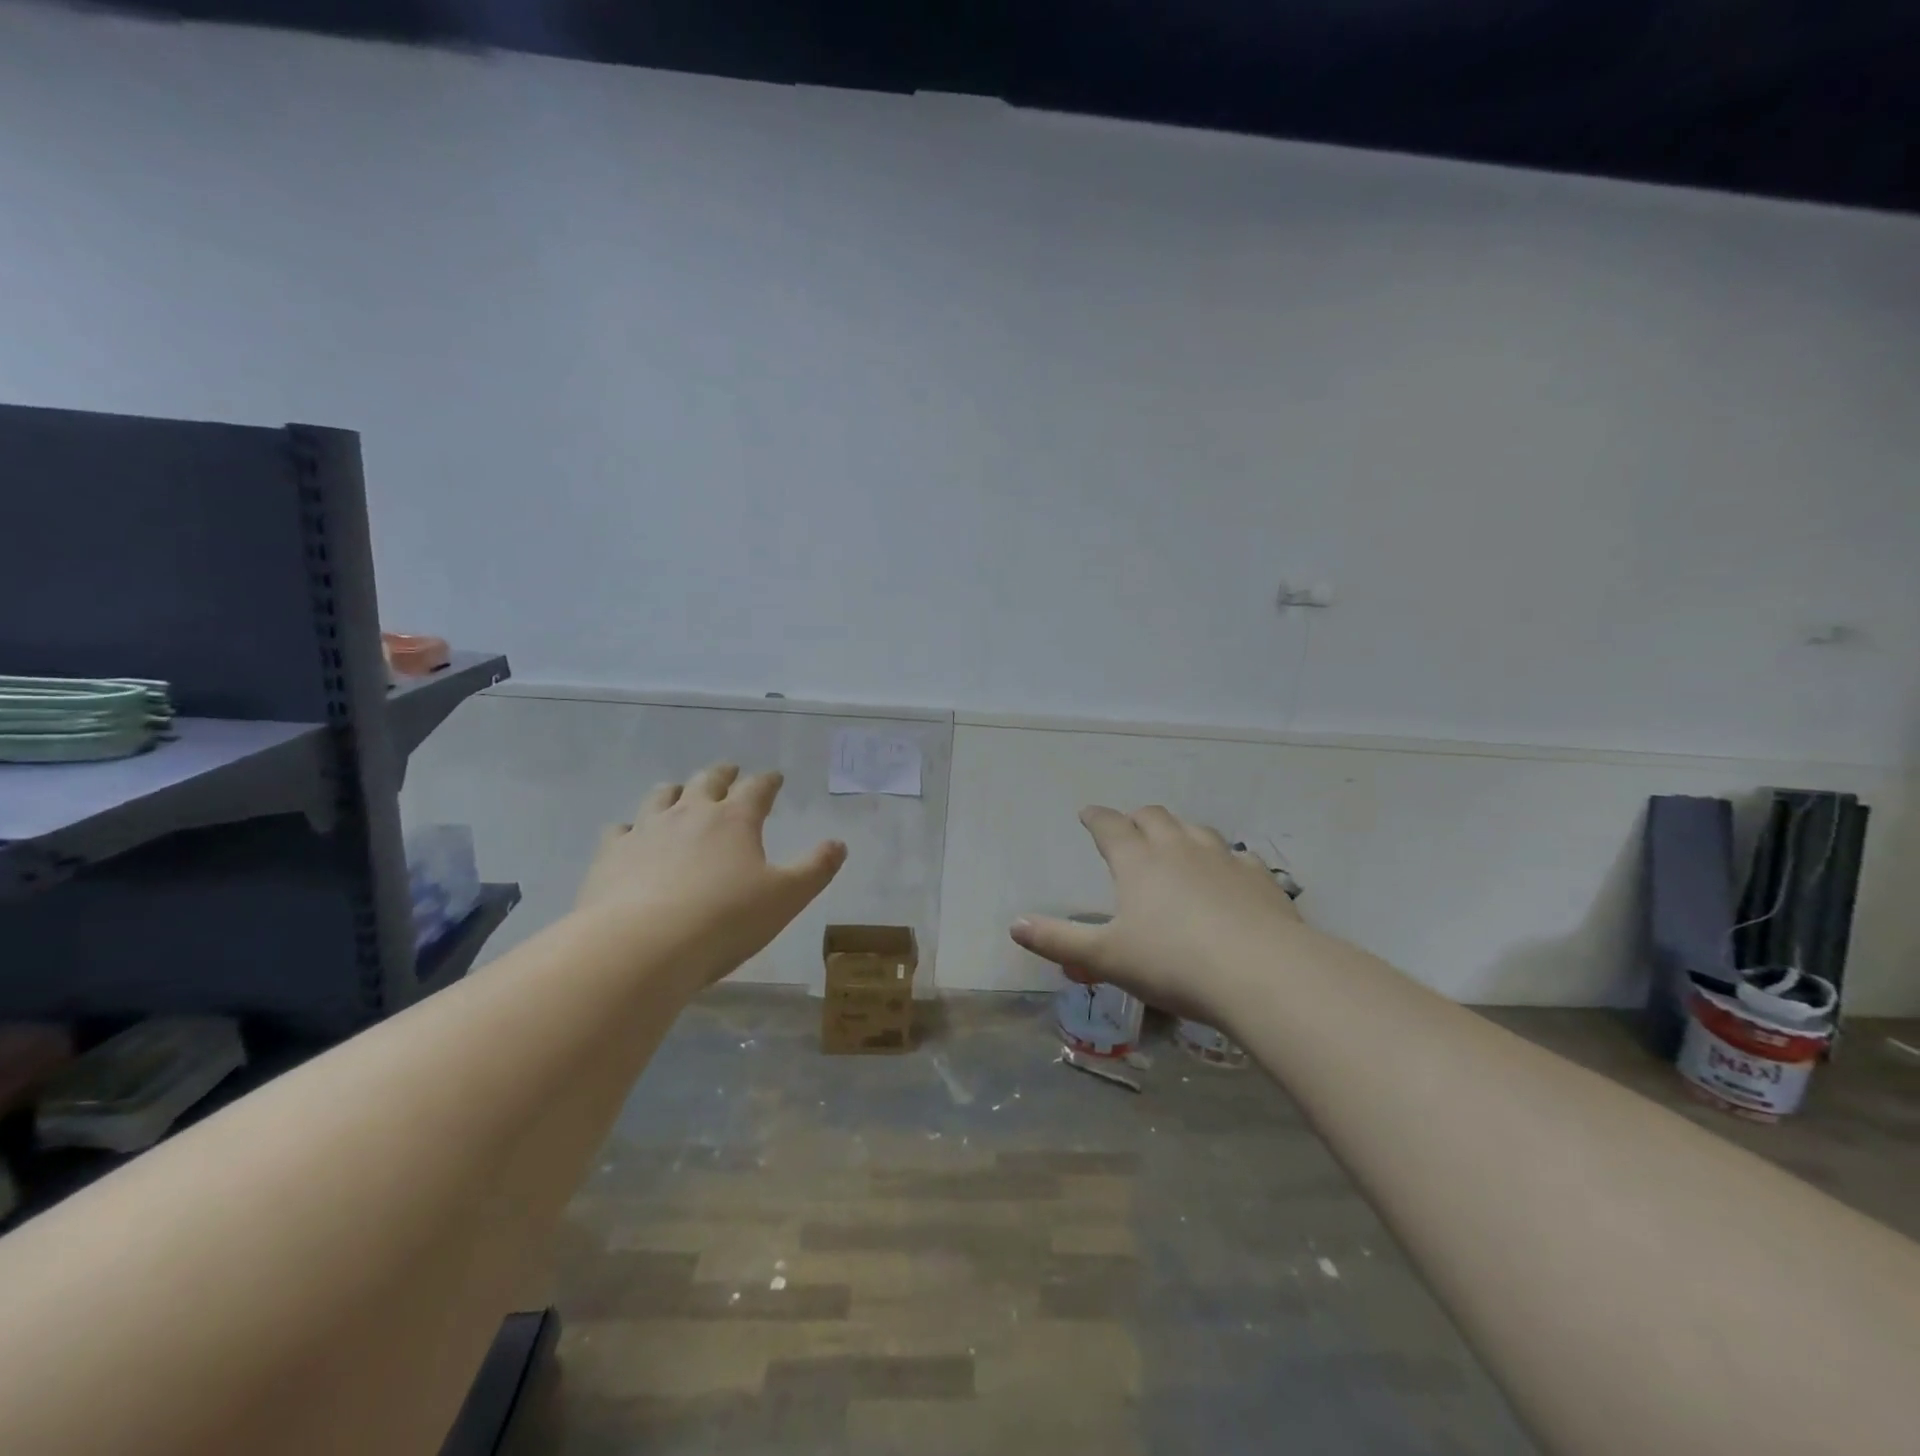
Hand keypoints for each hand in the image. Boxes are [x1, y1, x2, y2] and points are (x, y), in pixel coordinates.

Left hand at [575, 763, 846, 986]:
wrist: (641, 948)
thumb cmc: (724, 921)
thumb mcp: (786, 898)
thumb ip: (815, 869)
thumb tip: (838, 844)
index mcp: (735, 819)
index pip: (757, 788)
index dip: (768, 781)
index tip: (775, 777)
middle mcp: (690, 813)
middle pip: (708, 781)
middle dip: (723, 774)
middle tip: (730, 771)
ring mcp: (646, 830)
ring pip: (662, 795)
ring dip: (676, 790)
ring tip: (680, 793)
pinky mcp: (611, 854)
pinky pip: (620, 829)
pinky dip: (631, 828)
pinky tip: (631, 836)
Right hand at [1010, 805, 1302, 1021]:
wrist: (1262, 973)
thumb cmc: (1173, 963)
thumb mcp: (1106, 958)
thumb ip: (1059, 940)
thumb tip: (1015, 924)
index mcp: (1137, 861)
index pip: (1109, 827)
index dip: (1096, 818)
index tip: (1087, 814)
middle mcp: (1178, 848)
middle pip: (1153, 817)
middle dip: (1136, 819)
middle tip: (1129, 828)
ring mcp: (1223, 859)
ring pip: (1196, 830)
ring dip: (1180, 832)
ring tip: (1175, 845)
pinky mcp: (1259, 878)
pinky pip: (1237, 856)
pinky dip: (1224, 859)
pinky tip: (1228, 874)